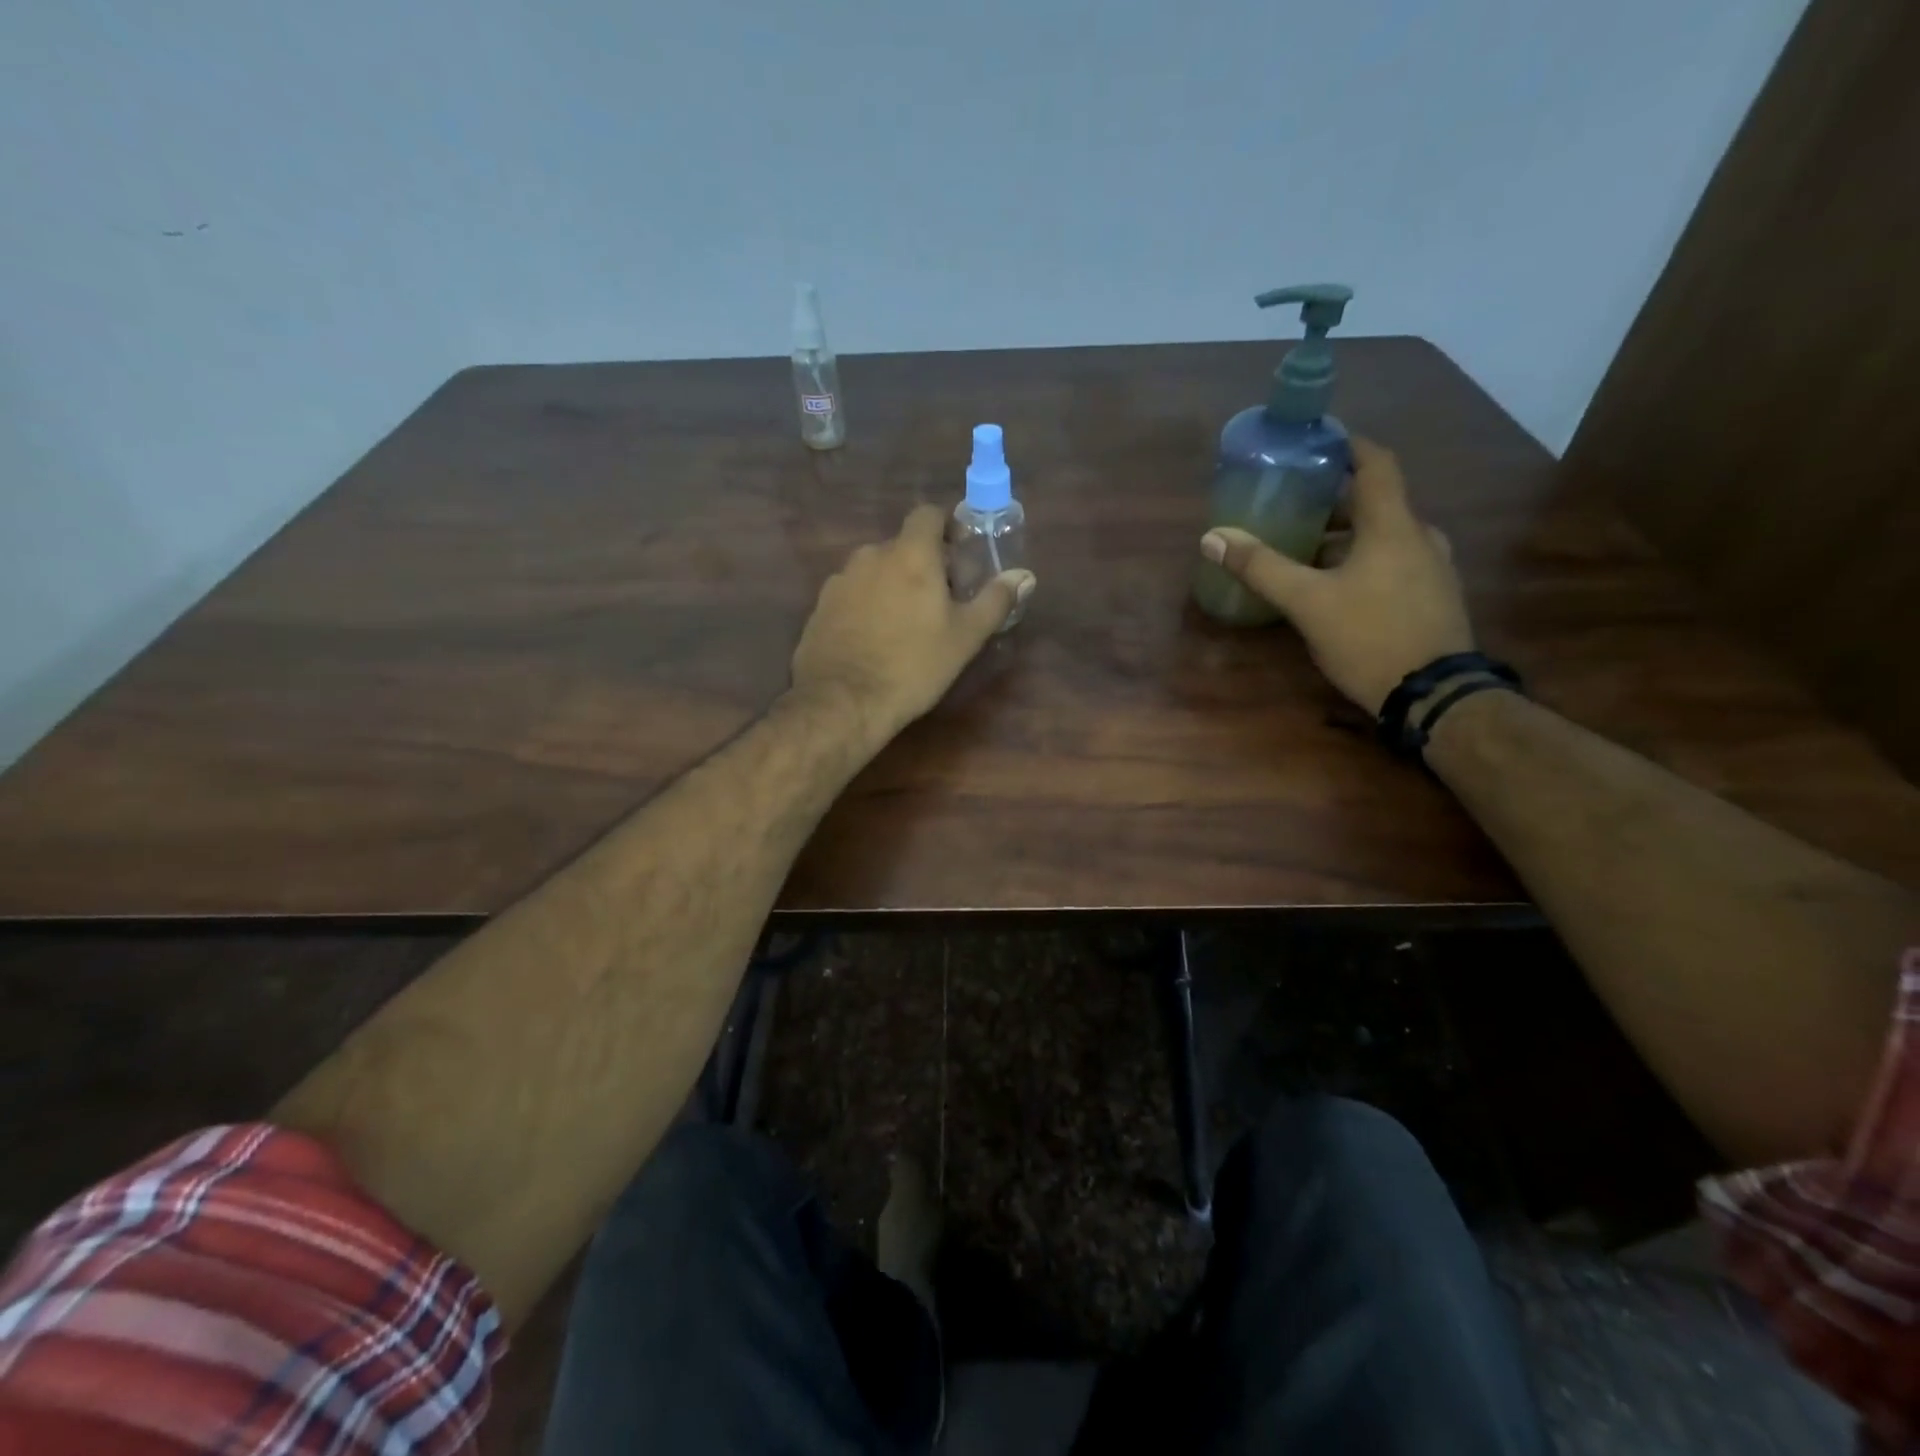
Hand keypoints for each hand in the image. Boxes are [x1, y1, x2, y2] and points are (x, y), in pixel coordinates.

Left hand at [791, 504, 1035, 735]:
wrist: (843, 702)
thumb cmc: (913, 665)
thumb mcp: (965, 637)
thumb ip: (995, 601)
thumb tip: (1024, 576)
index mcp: (910, 554)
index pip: (928, 514)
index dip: (946, 528)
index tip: (959, 556)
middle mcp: (870, 556)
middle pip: (902, 545)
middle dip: (923, 564)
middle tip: (940, 600)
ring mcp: (840, 581)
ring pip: (875, 570)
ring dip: (893, 584)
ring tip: (905, 624)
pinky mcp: (820, 607)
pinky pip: (852, 594)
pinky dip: (867, 605)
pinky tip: (874, 639)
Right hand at [1199, 439, 1472, 713]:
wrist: (1434, 695)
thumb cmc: (1370, 636)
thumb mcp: (1307, 603)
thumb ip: (1261, 568)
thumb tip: (1213, 537)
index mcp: (1393, 526)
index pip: (1376, 464)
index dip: (1349, 447)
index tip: (1319, 443)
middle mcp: (1420, 538)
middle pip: (1376, 504)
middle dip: (1335, 502)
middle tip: (1295, 508)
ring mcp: (1432, 570)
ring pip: (1385, 537)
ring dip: (1347, 537)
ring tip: (1306, 550)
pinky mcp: (1432, 599)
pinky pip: (1394, 564)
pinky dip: (1363, 562)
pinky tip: (1336, 588)